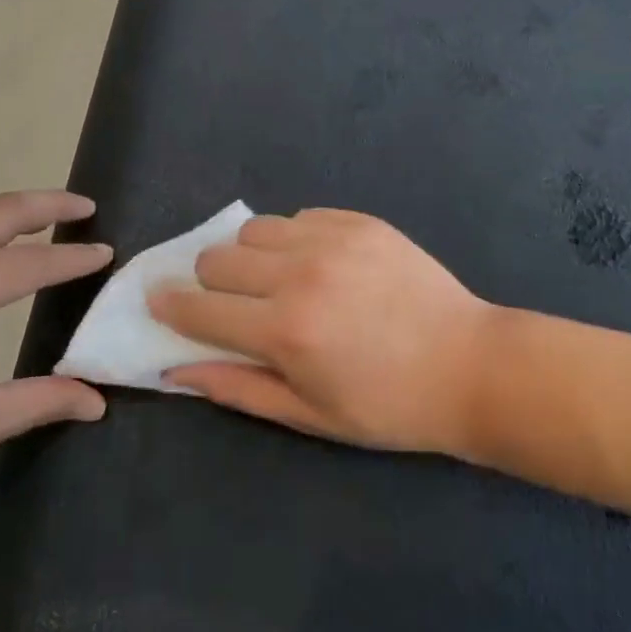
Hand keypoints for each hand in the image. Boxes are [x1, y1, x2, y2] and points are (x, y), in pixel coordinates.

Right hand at [151, 209, 497, 456]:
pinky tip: (320, 264)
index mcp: (284, 331)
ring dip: (251, 255)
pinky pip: (300, 216)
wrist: (471, 365)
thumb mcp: (310, 415)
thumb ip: (238, 388)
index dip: (169, 306)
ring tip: (277, 279)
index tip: (159, 301)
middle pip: (217, 257)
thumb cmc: (389, 406)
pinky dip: (294, 238)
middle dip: (210, 283)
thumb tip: (176, 370)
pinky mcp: (360, 221)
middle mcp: (300, 275)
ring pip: (254, 228)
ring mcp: (332, 239)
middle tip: (234, 305)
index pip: (199, 309)